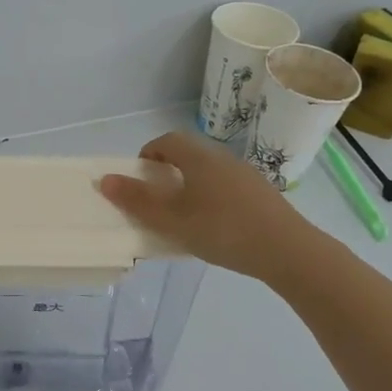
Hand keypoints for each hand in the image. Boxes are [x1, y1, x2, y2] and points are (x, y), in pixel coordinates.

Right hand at [98, 130, 316, 281]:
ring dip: (191, 186)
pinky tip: (215, 229)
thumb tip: (104, 179)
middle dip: (167, 172)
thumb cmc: (222, 229)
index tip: (138, 177)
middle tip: (157, 200)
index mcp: (198, 157)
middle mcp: (222, 158)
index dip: (148, 153)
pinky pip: (227, 188)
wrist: (287, 250)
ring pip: (209, 173)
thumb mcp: (172, 219)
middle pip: (188, 155)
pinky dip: (212, 199)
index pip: (167, 140)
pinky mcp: (262, 195)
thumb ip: (137, 200)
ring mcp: (246, 175)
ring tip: (184, 218)